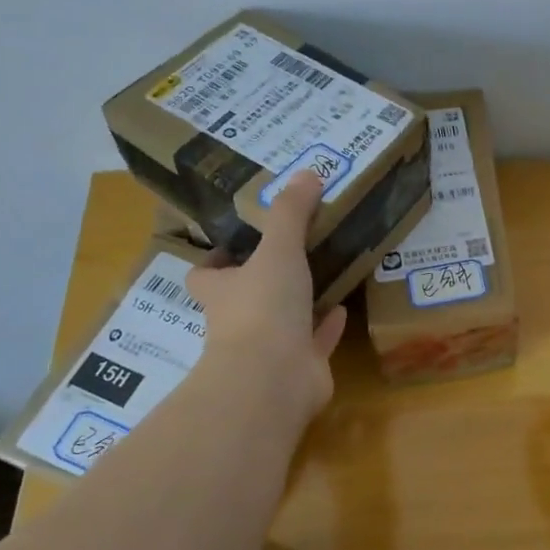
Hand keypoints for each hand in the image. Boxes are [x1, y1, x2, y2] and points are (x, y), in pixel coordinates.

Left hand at [185, 172, 347, 423]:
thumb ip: (291, 213)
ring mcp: (269, 347)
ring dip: (298, 301)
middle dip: (263, 278)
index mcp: (223, 291)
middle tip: (291, 251)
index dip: (217, 259)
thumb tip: (308, 172)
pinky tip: (342, 307)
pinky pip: (314, 340)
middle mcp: (239, 319)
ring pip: (282, 319)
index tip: (239, 241)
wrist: (274, 377)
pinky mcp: (300, 366)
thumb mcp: (278, 249)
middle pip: (244, 296)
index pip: (206, 274)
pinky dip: (326, 325)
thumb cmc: (263, 307)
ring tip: (323, 272)